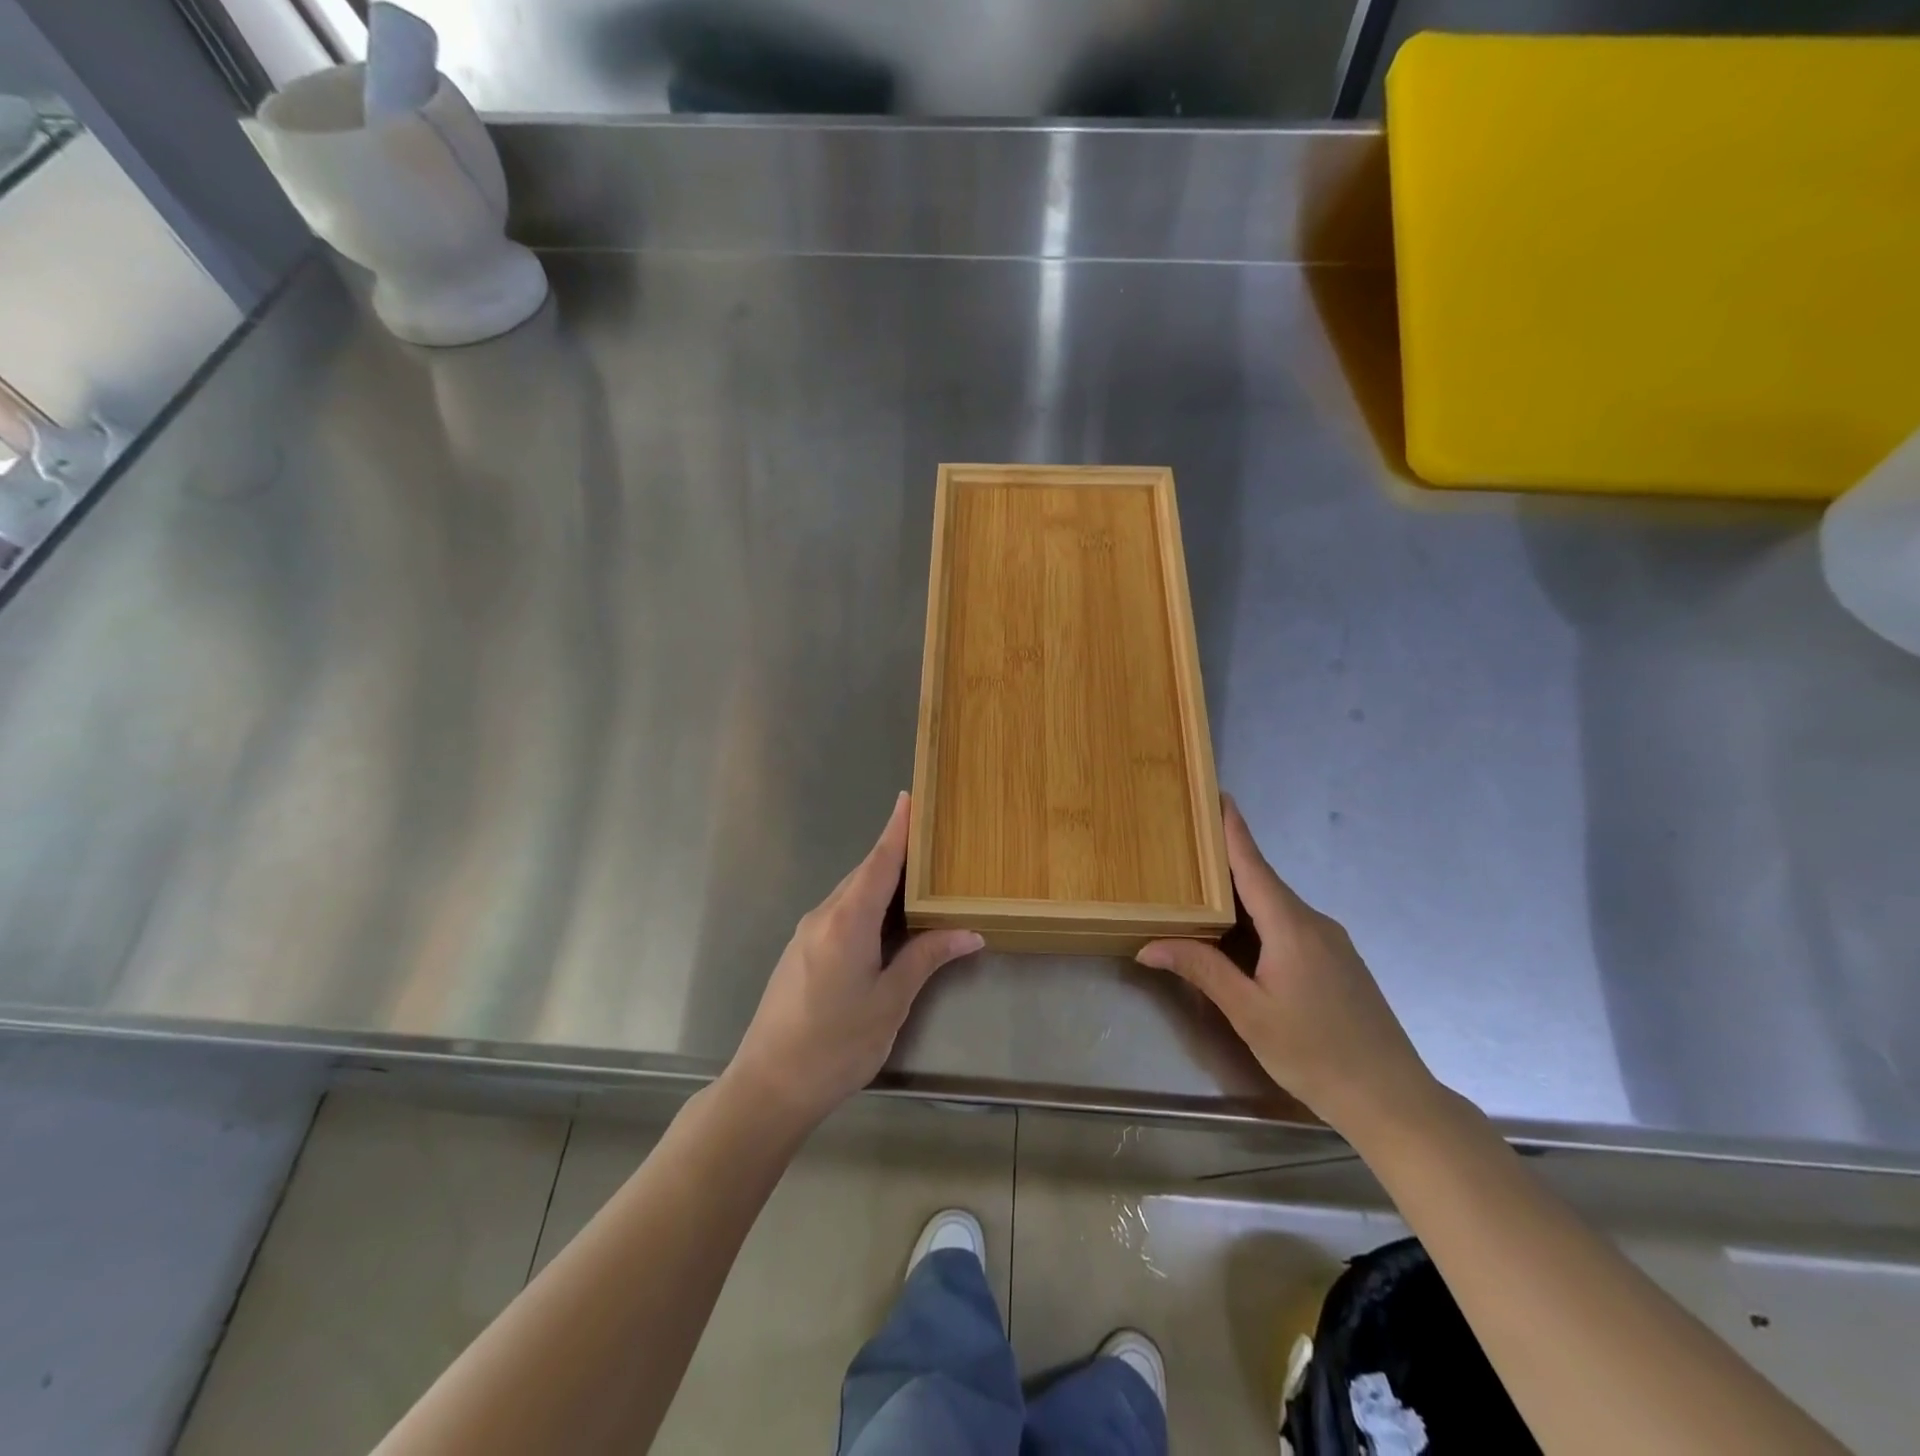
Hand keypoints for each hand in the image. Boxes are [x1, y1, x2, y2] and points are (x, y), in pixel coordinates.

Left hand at [728, 792, 982, 1128]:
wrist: (768, 1086)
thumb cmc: (836, 1044)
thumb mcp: (890, 1001)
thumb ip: (926, 958)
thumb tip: (969, 932)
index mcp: (847, 920)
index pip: (878, 862)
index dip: (896, 830)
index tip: (909, 797)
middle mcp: (823, 916)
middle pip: (864, 874)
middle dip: (895, 855)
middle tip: (930, 842)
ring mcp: (806, 934)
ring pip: (850, 895)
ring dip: (881, 883)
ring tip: (917, 879)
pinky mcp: (799, 952)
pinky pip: (839, 913)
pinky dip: (865, 905)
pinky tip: (885, 921)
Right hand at [1136, 796, 1439, 1138]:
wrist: (1393, 1100)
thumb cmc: (1316, 1053)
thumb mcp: (1249, 1013)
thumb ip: (1201, 971)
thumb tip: (1148, 945)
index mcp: (1291, 926)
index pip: (1253, 864)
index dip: (1232, 828)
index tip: (1216, 793)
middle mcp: (1313, 922)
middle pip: (1262, 881)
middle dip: (1224, 861)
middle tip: (1184, 846)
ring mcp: (1330, 942)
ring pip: (1275, 906)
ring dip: (1239, 895)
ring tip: (1198, 889)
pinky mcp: (1336, 962)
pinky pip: (1288, 925)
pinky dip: (1258, 919)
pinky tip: (1237, 936)